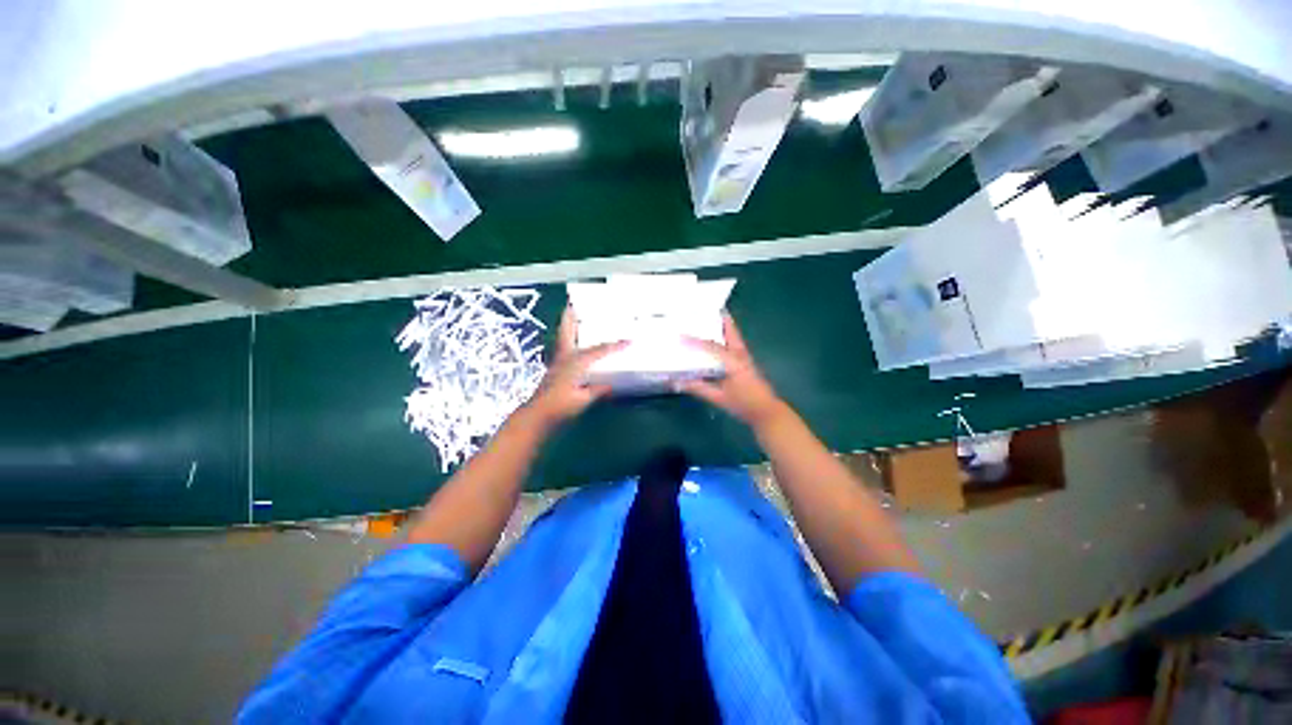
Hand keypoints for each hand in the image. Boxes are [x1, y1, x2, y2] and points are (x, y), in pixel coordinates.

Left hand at [522, 306, 624, 429]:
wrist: (537, 416)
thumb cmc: (560, 407)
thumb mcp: (582, 400)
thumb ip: (597, 390)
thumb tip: (611, 385)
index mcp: (575, 362)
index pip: (599, 350)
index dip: (615, 346)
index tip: (629, 340)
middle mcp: (565, 357)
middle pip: (567, 332)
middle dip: (570, 317)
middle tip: (572, 303)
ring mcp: (558, 363)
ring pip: (563, 338)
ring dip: (567, 326)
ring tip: (572, 316)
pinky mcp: (555, 370)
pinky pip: (564, 348)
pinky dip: (568, 340)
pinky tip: (574, 344)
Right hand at [679, 313, 788, 429]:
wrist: (766, 412)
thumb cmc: (744, 404)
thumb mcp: (719, 398)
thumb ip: (699, 388)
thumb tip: (677, 382)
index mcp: (733, 361)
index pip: (711, 347)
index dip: (695, 341)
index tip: (681, 335)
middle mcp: (740, 354)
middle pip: (730, 331)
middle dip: (720, 318)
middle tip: (706, 308)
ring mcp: (745, 357)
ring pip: (733, 335)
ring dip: (723, 325)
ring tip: (711, 317)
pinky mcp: (746, 362)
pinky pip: (734, 343)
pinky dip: (725, 336)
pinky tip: (717, 339)